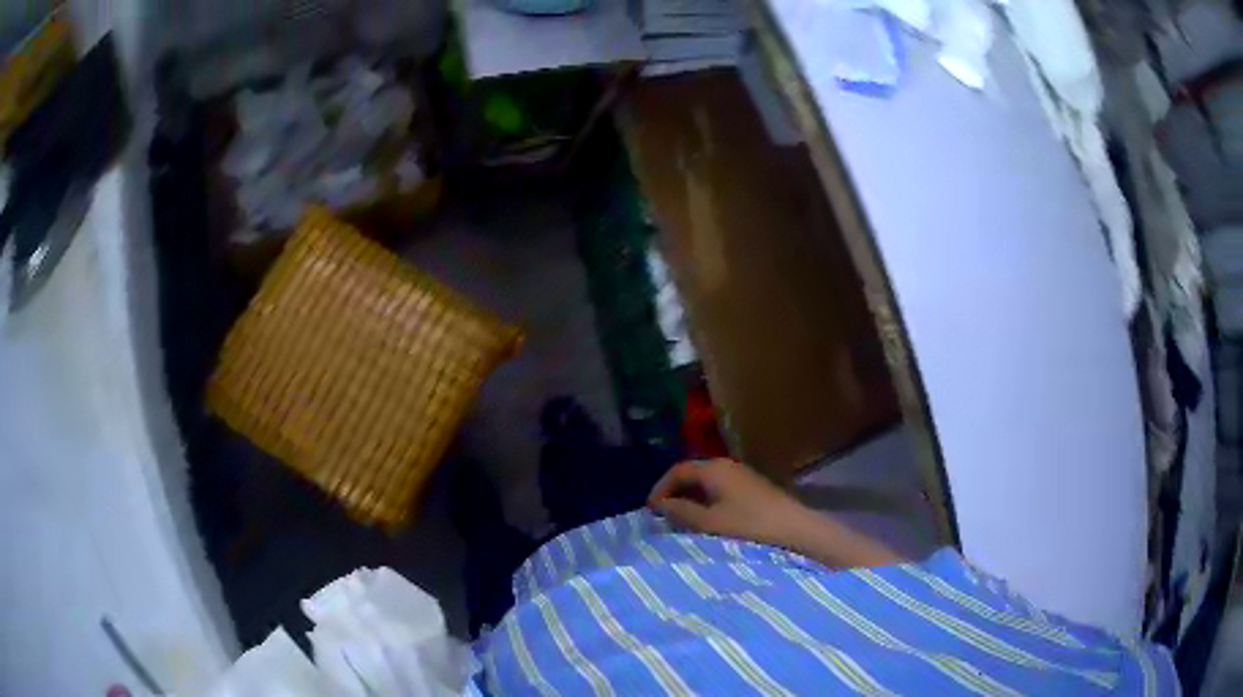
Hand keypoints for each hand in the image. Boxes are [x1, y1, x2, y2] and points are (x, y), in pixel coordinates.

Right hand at [647, 459, 902, 567]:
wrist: (796, 530)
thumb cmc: (749, 526)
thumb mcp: (709, 523)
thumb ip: (681, 512)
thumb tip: (659, 505)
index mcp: (714, 468)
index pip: (677, 470)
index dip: (660, 488)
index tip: (650, 511)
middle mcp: (728, 466)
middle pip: (692, 475)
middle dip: (675, 494)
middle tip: (663, 518)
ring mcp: (743, 477)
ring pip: (707, 484)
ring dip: (691, 501)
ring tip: (682, 524)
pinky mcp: (755, 490)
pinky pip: (721, 492)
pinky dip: (707, 504)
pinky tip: (708, 524)